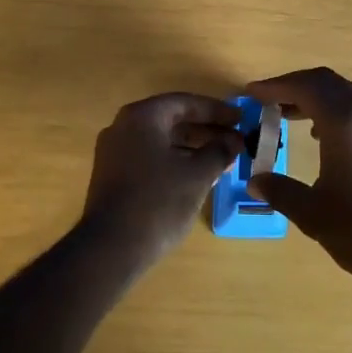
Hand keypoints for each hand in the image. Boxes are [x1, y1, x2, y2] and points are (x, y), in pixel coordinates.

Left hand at [82, 93, 243, 267]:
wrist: (110, 249)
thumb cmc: (158, 202)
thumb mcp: (197, 175)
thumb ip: (219, 152)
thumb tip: (233, 143)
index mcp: (142, 117)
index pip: (185, 103)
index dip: (216, 110)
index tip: (241, 118)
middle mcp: (123, 127)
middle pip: (173, 120)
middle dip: (207, 130)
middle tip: (236, 141)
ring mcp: (115, 152)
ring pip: (162, 141)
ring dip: (193, 148)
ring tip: (224, 160)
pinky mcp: (113, 176)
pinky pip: (151, 157)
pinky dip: (176, 161)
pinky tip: (198, 176)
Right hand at [242, 68, 351, 294]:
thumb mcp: (312, 213)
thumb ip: (279, 189)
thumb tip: (255, 179)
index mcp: (345, 122)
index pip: (305, 86)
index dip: (275, 86)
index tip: (252, 94)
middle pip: (327, 82)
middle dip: (295, 87)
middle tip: (270, 102)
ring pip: (348, 93)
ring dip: (319, 98)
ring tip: (294, 118)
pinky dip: (341, 111)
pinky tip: (330, 138)